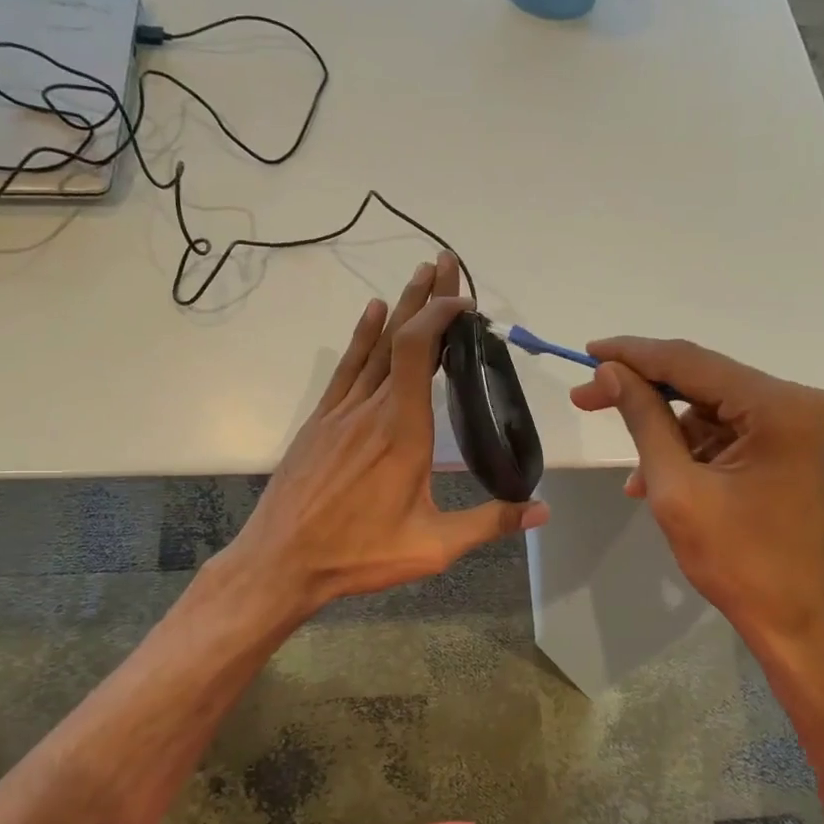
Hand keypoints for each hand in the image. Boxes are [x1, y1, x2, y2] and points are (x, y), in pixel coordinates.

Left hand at [224, 252, 548, 619]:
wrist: (281, 562)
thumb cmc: (358, 554)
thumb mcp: (433, 547)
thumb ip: (490, 523)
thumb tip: (542, 510)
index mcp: (404, 431)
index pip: (421, 352)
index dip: (441, 316)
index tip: (465, 301)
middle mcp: (372, 409)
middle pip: (400, 338)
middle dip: (425, 297)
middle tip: (444, 261)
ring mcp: (341, 413)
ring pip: (374, 347)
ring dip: (398, 308)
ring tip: (418, 274)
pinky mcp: (320, 423)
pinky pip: (346, 369)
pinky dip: (362, 338)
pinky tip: (371, 314)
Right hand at [569, 337, 823, 654]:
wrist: (806, 629)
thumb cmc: (740, 564)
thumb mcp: (677, 490)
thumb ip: (643, 421)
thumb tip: (609, 372)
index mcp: (785, 408)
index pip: (695, 363)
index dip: (635, 355)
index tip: (588, 352)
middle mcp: (811, 405)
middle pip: (711, 384)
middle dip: (650, 396)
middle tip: (589, 401)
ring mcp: (818, 429)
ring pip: (725, 412)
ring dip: (676, 436)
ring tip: (641, 480)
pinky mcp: (814, 452)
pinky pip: (746, 434)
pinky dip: (706, 452)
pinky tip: (674, 481)